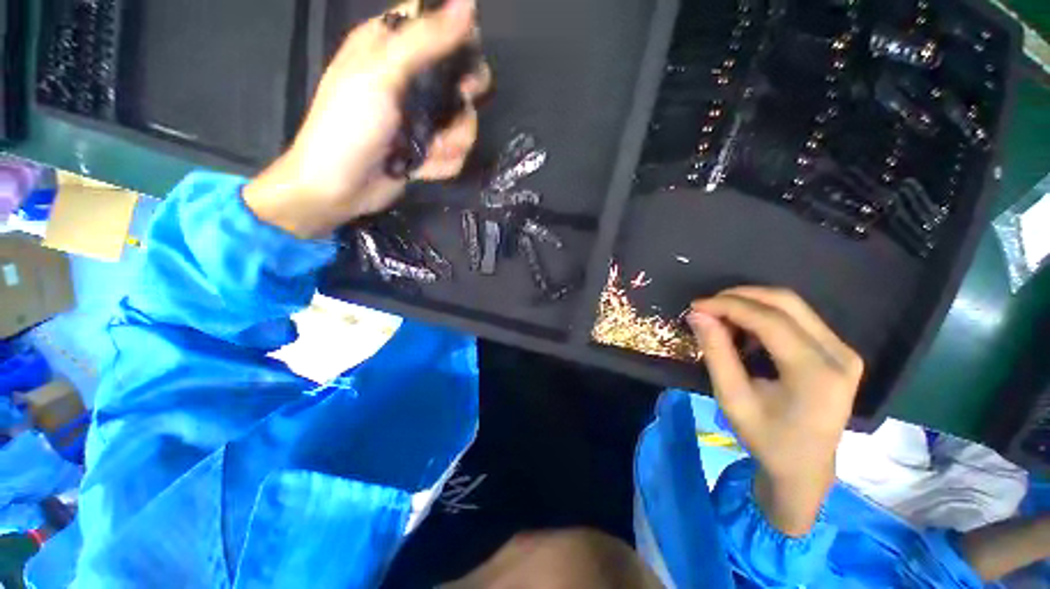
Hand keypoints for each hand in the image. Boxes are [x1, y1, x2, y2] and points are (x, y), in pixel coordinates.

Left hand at [244, 0, 490, 238]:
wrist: (339, 187)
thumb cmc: (349, 125)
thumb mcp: (381, 75)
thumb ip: (424, 41)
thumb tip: (467, 4)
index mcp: (390, 48)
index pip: (434, 22)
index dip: (457, 34)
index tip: (465, 57)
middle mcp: (409, 80)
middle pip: (458, 75)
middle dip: (463, 97)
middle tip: (458, 103)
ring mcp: (420, 119)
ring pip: (462, 121)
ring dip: (453, 141)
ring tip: (431, 150)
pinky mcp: (426, 149)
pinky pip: (453, 153)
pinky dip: (442, 163)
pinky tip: (423, 169)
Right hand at [687, 287, 862, 535]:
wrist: (805, 467)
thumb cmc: (766, 438)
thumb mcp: (732, 398)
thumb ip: (716, 352)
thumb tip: (698, 315)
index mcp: (816, 373)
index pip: (769, 320)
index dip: (728, 306)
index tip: (696, 305)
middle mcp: (838, 355)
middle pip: (786, 302)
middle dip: (740, 297)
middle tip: (707, 306)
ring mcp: (843, 351)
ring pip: (793, 305)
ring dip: (751, 304)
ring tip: (721, 318)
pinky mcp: (839, 351)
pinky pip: (798, 318)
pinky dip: (764, 315)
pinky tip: (744, 329)